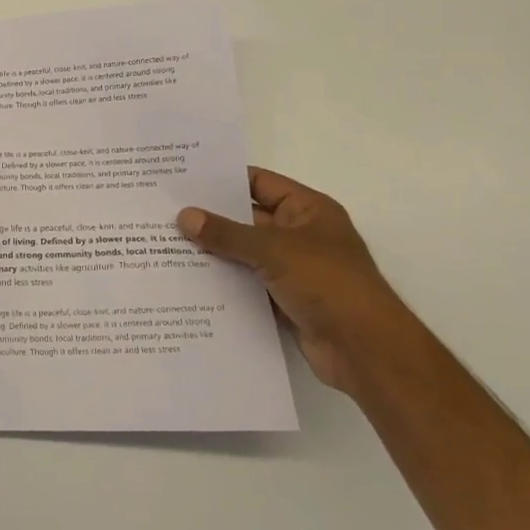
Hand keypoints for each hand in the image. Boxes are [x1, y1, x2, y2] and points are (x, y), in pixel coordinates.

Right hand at [178, 168, 416, 392]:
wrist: (365, 351)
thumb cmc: (328, 284)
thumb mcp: (273, 250)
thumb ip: (226, 233)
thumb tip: (184, 216)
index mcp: (307, 210)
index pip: (258, 182)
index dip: (222, 179)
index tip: (181, 178)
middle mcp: (300, 234)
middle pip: (246, 218)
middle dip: (209, 217)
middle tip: (163, 210)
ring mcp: (292, 268)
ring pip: (243, 252)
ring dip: (212, 251)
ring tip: (164, 243)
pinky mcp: (284, 299)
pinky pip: (246, 282)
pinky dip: (222, 280)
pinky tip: (186, 278)